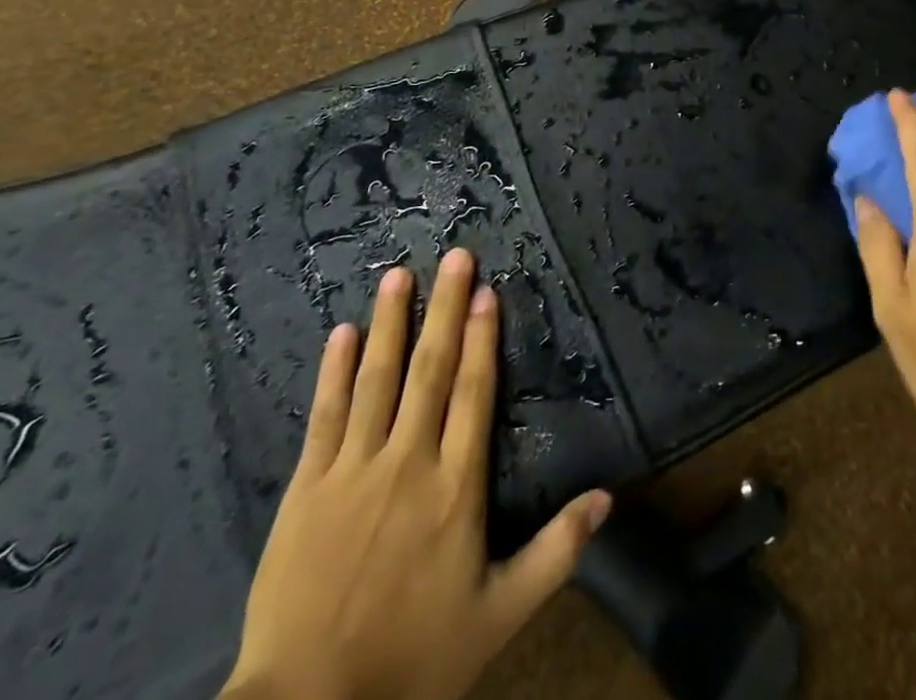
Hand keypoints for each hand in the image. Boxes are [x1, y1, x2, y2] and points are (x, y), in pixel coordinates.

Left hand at [222, 250, 611, 699]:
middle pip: (431, 369)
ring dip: (390, 323)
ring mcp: (353, 470)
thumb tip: (608, 497)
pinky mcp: (307, 487)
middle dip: (444, 308)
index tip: (486, 292)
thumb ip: (556, 552)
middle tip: (455, 256)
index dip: (482, 338)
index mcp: (456, 486)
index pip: (474, 392)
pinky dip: (333, 371)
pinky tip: (341, 334)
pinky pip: (324, 416)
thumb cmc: (412, 659)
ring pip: (377, 379)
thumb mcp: (500, 615)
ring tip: (398, 275)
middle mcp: (408, 461)